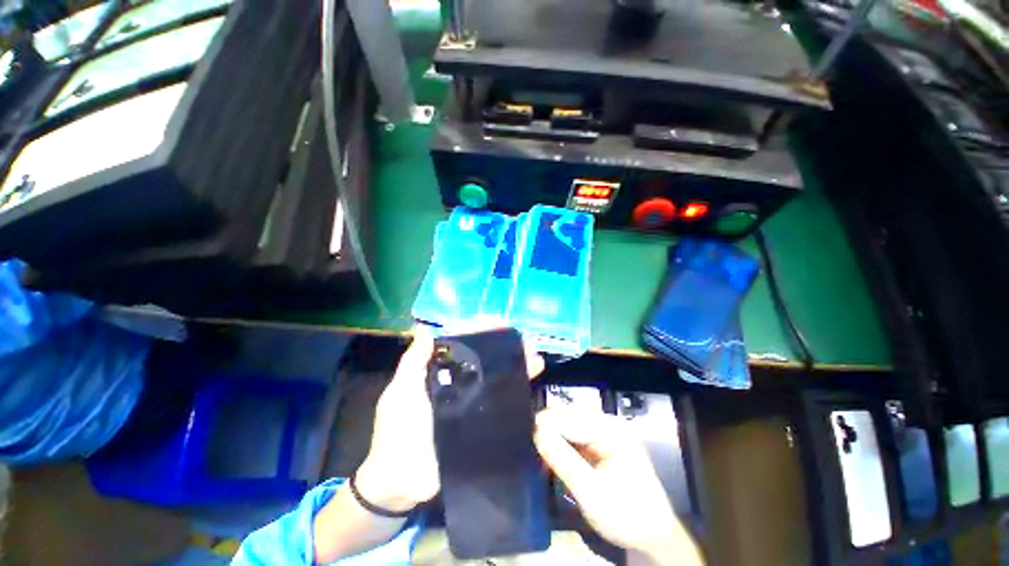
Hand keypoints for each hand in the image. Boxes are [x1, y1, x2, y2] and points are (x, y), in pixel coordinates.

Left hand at [356, 328, 544, 512]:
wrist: (402, 481)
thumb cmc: (398, 429)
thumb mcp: (401, 390)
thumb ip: (413, 361)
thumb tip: (424, 328)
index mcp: (441, 372)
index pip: (465, 345)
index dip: (482, 332)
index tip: (499, 324)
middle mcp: (460, 384)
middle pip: (487, 360)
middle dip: (506, 348)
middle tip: (525, 342)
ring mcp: (473, 405)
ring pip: (498, 380)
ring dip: (517, 368)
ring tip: (536, 359)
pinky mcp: (482, 425)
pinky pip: (502, 407)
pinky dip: (517, 395)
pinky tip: (532, 386)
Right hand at [533, 409, 703, 564]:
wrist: (653, 536)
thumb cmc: (626, 515)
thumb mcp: (590, 491)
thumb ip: (562, 459)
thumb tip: (536, 430)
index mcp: (611, 429)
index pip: (569, 417)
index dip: (544, 424)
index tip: (523, 435)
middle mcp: (608, 424)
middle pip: (569, 419)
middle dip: (548, 432)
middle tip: (530, 450)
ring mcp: (606, 434)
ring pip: (570, 428)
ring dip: (554, 441)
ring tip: (539, 458)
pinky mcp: (602, 444)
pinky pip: (576, 439)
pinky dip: (563, 449)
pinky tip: (553, 461)